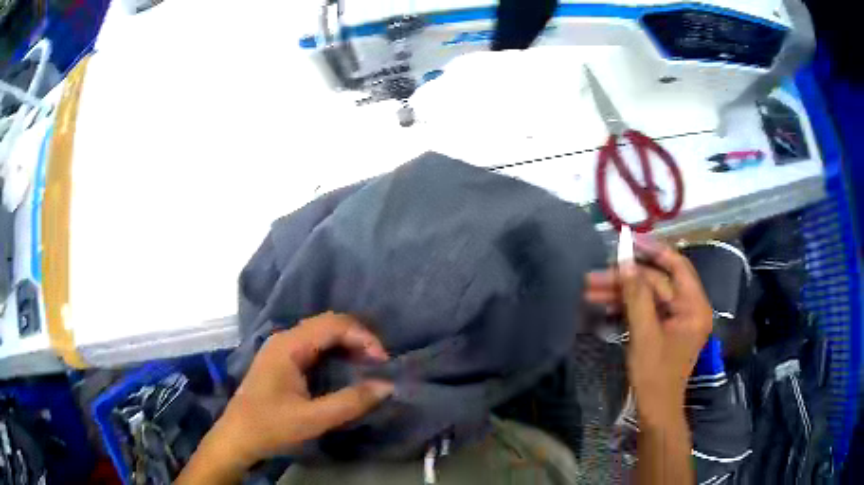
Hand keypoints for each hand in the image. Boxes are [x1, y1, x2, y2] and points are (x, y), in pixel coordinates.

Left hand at [177, 313, 393, 483]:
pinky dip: (335, 352)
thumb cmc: (270, 426)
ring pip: (321, 334)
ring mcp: (281, 349)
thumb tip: (387, 386)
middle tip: (379, 363)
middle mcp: (284, 339)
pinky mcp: (282, 361)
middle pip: (327, 324)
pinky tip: (345, 368)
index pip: (333, 324)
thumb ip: (350, 402)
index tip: (383, 362)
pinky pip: (314, 346)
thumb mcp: (313, 419)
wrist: (237, 437)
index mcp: (288, 345)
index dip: (363, 337)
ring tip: (367, 365)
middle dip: (357, 338)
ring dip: (347, 344)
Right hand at [585, 237, 712, 423]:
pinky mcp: (665, 328)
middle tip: (594, 276)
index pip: (676, 267)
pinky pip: (646, 308)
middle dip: (626, 278)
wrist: (655, 410)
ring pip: (648, 295)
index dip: (653, 250)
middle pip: (657, 282)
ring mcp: (677, 318)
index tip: (629, 239)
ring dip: (621, 292)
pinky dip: (625, 306)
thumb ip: (637, 296)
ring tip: (590, 290)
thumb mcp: (644, 334)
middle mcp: (690, 307)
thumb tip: (624, 262)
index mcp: (694, 306)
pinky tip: (603, 304)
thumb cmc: (654, 375)